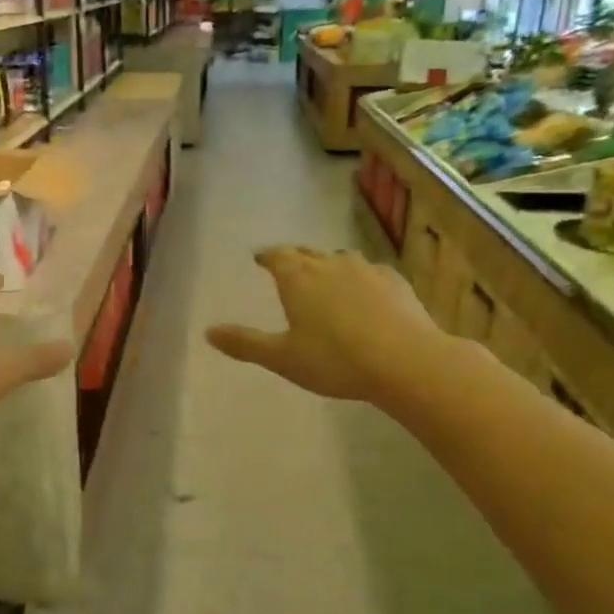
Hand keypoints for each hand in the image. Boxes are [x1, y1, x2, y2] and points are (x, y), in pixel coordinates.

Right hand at [207, 247, 437, 403]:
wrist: (405, 361)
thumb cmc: (335, 360)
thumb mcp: (283, 358)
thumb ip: (245, 344)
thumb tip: (208, 332)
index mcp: (298, 278)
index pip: (277, 256)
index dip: (267, 256)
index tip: (260, 257)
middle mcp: (330, 264)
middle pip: (307, 252)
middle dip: (294, 257)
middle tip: (287, 264)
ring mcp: (366, 270)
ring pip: (341, 259)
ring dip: (328, 264)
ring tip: (325, 276)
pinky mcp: (395, 282)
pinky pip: (371, 272)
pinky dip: (361, 278)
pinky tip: (367, 291)